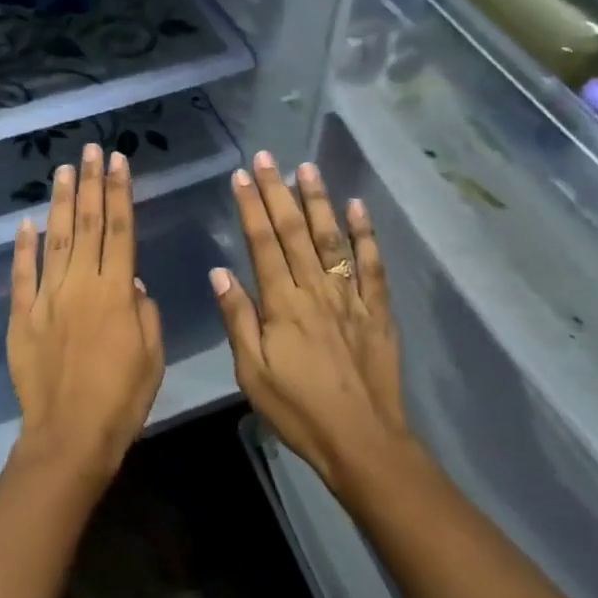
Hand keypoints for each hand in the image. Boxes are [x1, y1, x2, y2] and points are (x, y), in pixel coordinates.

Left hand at [7, 142, 165, 482]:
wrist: (70, 435)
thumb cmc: (122, 398)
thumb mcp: (152, 355)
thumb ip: (144, 311)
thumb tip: (132, 280)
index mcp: (117, 292)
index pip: (121, 230)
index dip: (120, 193)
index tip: (118, 161)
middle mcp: (81, 285)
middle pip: (88, 225)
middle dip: (90, 184)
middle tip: (90, 149)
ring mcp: (47, 298)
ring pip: (56, 240)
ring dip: (61, 203)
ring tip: (63, 170)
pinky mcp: (22, 317)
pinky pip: (22, 275)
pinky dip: (23, 247)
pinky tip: (26, 222)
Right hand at [212, 151, 410, 493]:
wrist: (361, 440)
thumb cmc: (298, 410)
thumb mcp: (252, 373)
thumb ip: (238, 319)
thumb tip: (220, 272)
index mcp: (282, 304)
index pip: (262, 244)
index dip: (251, 207)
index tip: (241, 176)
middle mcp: (316, 290)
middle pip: (294, 232)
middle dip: (278, 191)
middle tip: (267, 157)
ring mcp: (350, 297)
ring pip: (332, 239)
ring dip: (318, 202)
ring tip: (307, 168)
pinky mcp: (377, 310)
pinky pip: (372, 266)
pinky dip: (365, 234)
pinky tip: (357, 207)